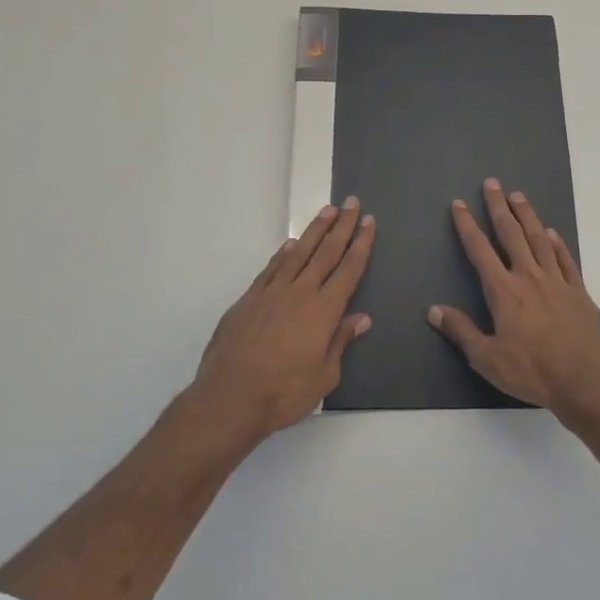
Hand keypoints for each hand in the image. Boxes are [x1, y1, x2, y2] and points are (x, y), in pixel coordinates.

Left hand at [194, 199, 375, 438]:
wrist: (230, 396)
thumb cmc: (284, 392)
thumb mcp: (324, 376)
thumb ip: (340, 342)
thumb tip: (360, 318)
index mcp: (324, 311)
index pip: (349, 270)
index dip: (361, 244)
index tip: (369, 223)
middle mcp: (300, 293)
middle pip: (326, 252)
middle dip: (342, 226)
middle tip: (352, 203)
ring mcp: (272, 293)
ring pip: (299, 253)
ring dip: (315, 231)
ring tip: (327, 211)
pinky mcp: (249, 299)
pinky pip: (271, 268)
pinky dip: (284, 253)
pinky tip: (291, 244)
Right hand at [430, 179, 599, 420]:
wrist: (585, 382)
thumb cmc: (532, 372)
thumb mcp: (487, 358)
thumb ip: (461, 331)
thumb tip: (433, 310)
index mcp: (504, 291)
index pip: (480, 250)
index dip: (468, 226)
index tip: (459, 205)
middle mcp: (529, 277)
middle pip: (511, 234)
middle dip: (498, 207)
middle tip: (492, 183)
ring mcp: (557, 281)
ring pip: (539, 239)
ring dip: (527, 215)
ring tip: (518, 196)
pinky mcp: (579, 291)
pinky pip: (565, 259)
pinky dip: (557, 243)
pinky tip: (551, 233)